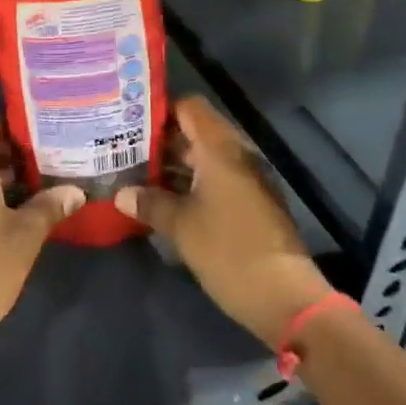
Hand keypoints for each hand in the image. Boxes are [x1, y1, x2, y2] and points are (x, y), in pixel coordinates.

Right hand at [115, 96, 332, 349]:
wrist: (285, 298)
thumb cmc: (228, 250)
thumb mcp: (180, 226)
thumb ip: (149, 203)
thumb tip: (121, 194)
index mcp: (219, 148)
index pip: (188, 107)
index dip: (160, 110)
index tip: (130, 124)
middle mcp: (236, 154)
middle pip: (195, 132)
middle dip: (161, 142)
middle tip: (125, 152)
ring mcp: (247, 179)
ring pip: (205, 159)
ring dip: (175, 166)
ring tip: (138, 177)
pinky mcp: (252, 203)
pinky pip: (216, 180)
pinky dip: (192, 184)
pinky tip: (166, 202)